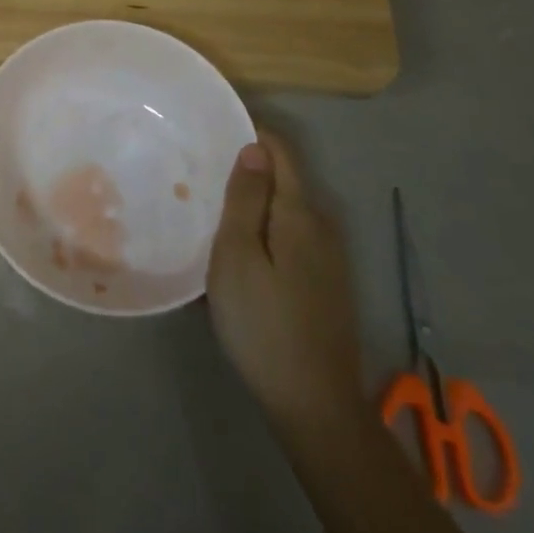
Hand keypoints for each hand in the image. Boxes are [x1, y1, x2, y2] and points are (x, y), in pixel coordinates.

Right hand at [207, 130, 367, 444]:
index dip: (253, 133)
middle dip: (251, 167)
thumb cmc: (263, 323)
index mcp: (301, 214)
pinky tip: (241, 247)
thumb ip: (247, 199)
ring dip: (256, 199)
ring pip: (289, 209)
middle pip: (287, 179)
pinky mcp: (326, 283)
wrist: (313, 403)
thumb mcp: (238, 256)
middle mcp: (323, 227)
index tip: (215, 129)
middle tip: (203, 169)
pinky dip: (266, 227)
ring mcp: (330, 258)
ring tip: (214, 204)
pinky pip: (292, 235)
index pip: (281, 153)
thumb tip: (255, 148)